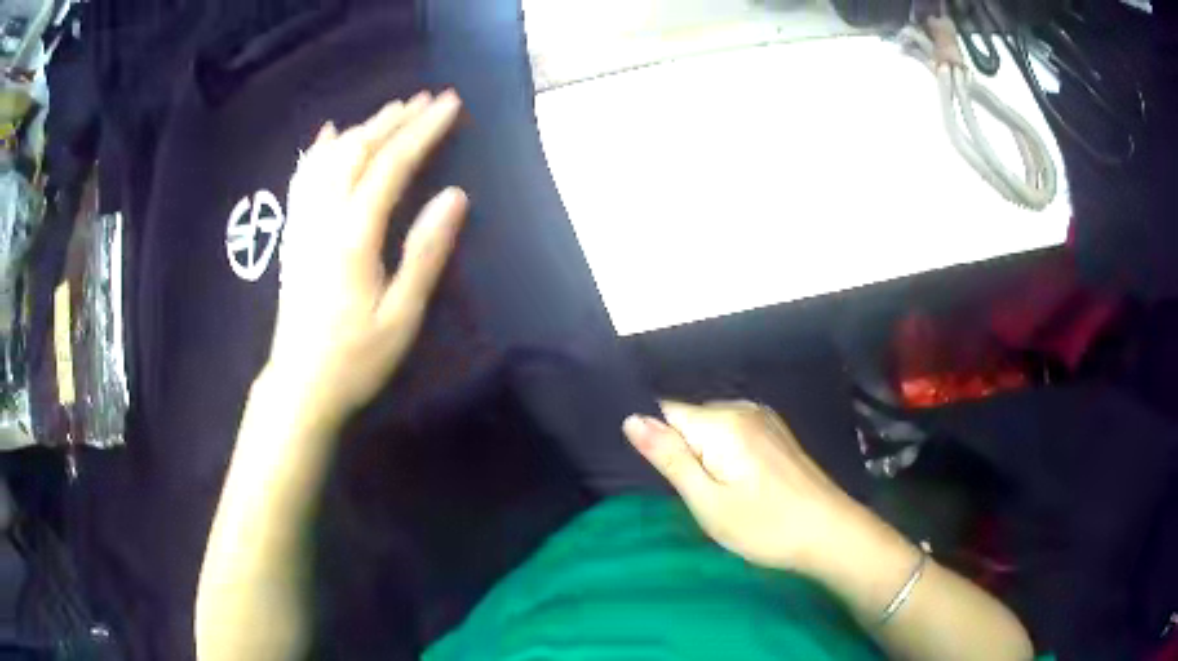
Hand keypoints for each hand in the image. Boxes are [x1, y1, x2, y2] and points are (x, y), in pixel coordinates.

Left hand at [265, 90, 466, 425]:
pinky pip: (302, 180)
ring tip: (391, 111)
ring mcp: (303, 225)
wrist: (300, 386)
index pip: (392, 166)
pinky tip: (326, 135)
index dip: (423, 131)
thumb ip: (426, 253)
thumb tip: (455, 196)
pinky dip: (317, 151)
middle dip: (395, 119)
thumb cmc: (355, 359)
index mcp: (354, 236)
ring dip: (363, 128)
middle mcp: (324, 218)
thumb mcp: (402, 316)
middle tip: (427, 99)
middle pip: (359, 151)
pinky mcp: (293, 236)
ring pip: (329, 158)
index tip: (450, 104)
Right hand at [623, 400, 865, 570]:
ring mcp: (763, 418)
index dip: (655, 439)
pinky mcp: (775, 432)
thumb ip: (670, 458)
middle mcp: (742, 409)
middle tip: (690, 492)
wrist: (828, 531)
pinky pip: (732, 431)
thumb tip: (631, 419)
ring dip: (702, 453)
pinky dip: (723, 451)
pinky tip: (736, 481)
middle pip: (689, 418)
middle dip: (679, 448)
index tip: (659, 472)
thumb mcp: (708, 501)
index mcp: (721, 423)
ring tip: (714, 490)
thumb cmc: (764, 525)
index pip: (665, 410)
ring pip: (710, 426)